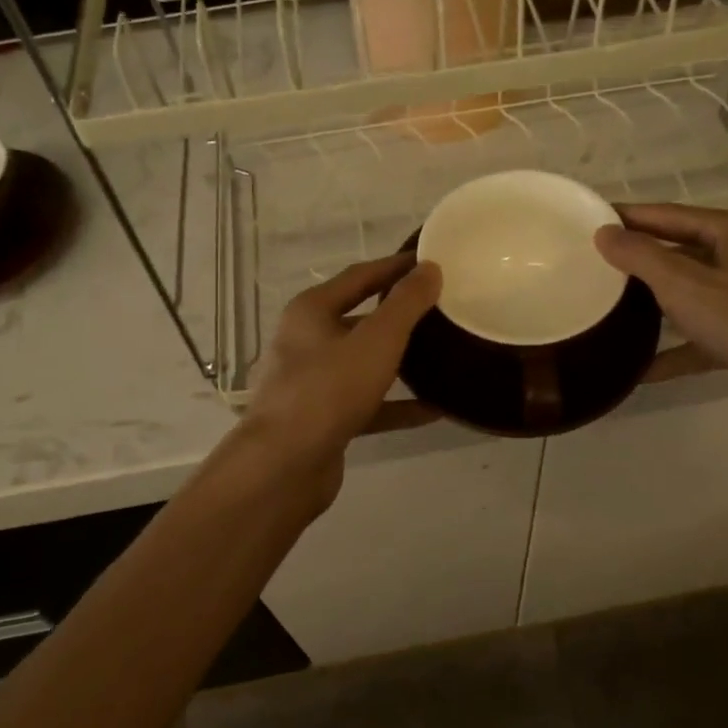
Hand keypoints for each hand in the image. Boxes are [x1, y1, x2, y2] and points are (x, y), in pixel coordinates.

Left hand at [239, 253, 441, 498]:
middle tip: (442, 309)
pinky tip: (435, 409)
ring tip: (442, 355)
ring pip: (364, 364)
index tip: (431, 262)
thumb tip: (429, 269)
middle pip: (360, 320)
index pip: (360, 276)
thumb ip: (406, 304)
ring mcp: (313, 383)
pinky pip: (368, 404)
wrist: (284, 465)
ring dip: (401, 362)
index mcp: (312, 311)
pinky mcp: (324, 420)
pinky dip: (397, 405)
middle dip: (399, 315)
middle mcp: (307, 342)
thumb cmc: (328, 390)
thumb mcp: (376, 340)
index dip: (395, 267)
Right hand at [595, 203, 727, 438]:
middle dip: (637, 262)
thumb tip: (604, 233)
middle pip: (678, 253)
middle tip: (590, 268)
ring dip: (651, 307)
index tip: (587, 223)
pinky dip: (672, 350)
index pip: (667, 214)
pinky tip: (638, 370)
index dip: (628, 217)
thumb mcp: (684, 284)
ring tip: (607, 312)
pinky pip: (698, 338)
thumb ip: (641, 257)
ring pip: (687, 296)